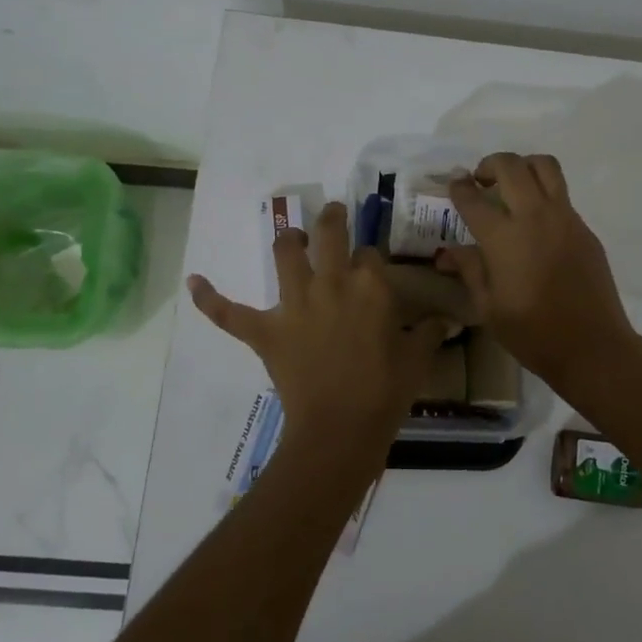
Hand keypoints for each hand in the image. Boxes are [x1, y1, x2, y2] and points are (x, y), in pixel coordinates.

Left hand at [187, 202, 448, 461]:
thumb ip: (430, 332)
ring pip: (286, 255)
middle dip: (332, 218)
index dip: (369, 257)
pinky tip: (193, 282)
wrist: (341, 428)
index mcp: (370, 286)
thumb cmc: (385, 392)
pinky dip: (210, 298)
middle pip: (329, 234)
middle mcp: (331, 283)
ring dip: (288, 240)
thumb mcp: (417, 359)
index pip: (369, 254)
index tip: (371, 266)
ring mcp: (295, 305)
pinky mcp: (265, 331)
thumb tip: (448, 319)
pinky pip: (230, 312)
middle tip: (334, 213)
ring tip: (292, 237)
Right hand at [435, 153, 640, 390]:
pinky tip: (535, 221)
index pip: (473, 198)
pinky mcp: (584, 228)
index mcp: (504, 238)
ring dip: (523, 166)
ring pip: (544, 167)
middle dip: (490, 164)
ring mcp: (565, 218)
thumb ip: (469, 270)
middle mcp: (534, 216)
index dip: (459, 187)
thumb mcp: (489, 307)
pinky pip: (561, 194)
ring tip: (512, 185)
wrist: (592, 346)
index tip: (454, 184)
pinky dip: (543, 192)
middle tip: (481, 180)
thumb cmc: (533, 332)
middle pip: (511, 166)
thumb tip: (447, 251)